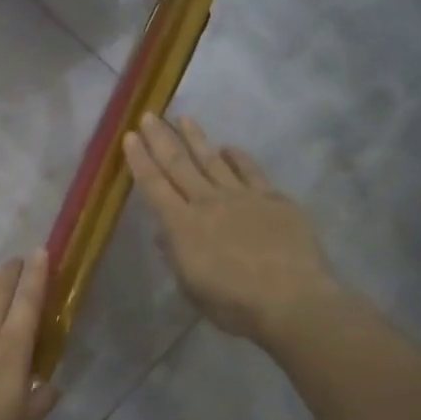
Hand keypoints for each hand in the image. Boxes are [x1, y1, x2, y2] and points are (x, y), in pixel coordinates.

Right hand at [124, 114, 339, 344]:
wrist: (291, 300)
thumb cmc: (234, 305)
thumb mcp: (192, 288)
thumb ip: (177, 256)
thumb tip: (164, 235)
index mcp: (182, 226)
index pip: (154, 185)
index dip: (139, 160)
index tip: (129, 137)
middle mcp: (208, 202)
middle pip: (179, 164)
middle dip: (161, 138)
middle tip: (149, 115)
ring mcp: (243, 197)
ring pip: (213, 160)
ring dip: (196, 138)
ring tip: (184, 118)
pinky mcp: (274, 200)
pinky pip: (252, 172)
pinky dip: (239, 157)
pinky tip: (230, 147)